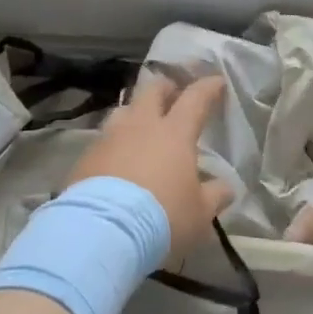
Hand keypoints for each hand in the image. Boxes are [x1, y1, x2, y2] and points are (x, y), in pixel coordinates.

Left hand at [67, 72, 233, 270]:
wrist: (102, 232)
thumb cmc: (163, 218)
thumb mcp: (200, 213)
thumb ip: (215, 195)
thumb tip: (226, 187)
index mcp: (174, 133)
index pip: (195, 98)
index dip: (208, 88)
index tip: (217, 82)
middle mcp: (140, 126)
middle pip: (152, 90)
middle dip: (166, 87)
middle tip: (174, 94)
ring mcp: (109, 138)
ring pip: (124, 110)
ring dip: (136, 112)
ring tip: (142, 125)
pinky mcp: (86, 156)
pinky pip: (104, 139)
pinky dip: (115, 143)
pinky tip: (117, 159)